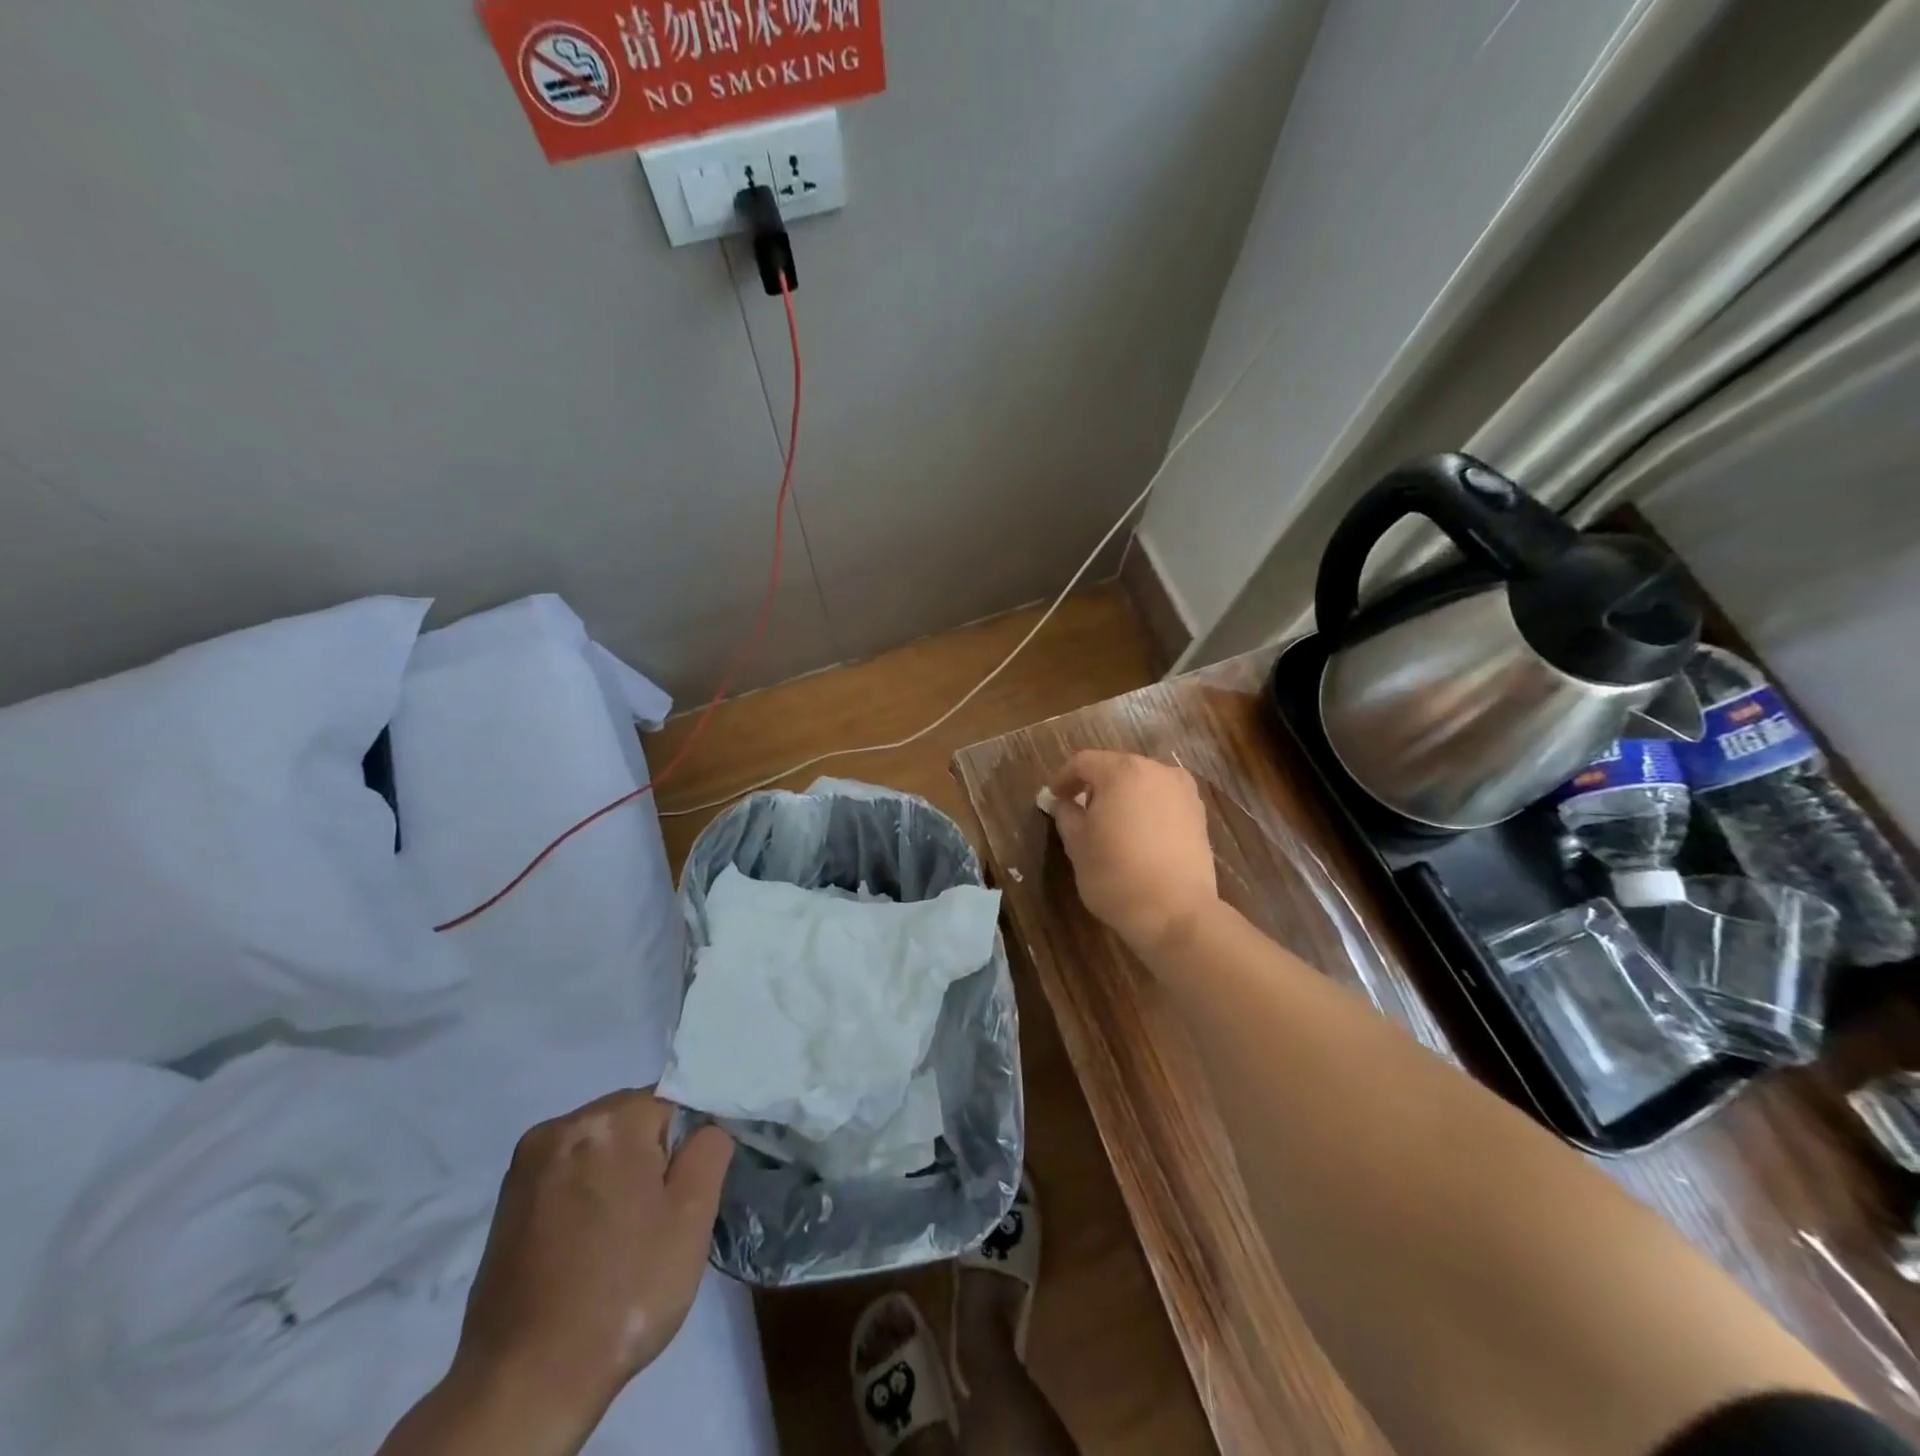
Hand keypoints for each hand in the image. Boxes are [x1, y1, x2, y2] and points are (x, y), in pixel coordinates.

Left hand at [448, 1089, 733, 1439]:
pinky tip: (586, 1240)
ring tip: (620, 1233)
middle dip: (649, 1154)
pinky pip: (566, 1171)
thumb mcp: (692, 1218)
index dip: (685, 1143)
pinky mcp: (506, 1200)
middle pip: (630, 1118)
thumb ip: (709, 1150)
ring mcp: (527, 1163)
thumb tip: (705, 1127)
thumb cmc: (623, 1292)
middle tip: (655, 1216)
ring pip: (598, 1145)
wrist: (525, 1382)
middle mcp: (562, 1126)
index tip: (682, 1190)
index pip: (671, 1101)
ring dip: (615, 1172)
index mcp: (610, 1120)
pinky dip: (584, 1192)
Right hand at [1047, 750, 1218, 954]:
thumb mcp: (1077, 845)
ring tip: (1109, 824)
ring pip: (1143, 783)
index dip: (1063, 778)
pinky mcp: (1199, 816)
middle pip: (1116, 768)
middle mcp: (1157, 771)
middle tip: (1078, 810)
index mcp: (1122, 771)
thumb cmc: (1116, 874)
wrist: (1176, 913)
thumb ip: (1067, 815)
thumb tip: (1065, 804)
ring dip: (1123, 796)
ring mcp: (1183, 792)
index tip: (1053, 798)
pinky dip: (1146, 809)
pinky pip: (1163, 801)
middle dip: (1095, 786)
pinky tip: (1138, 835)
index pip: (1083, 762)